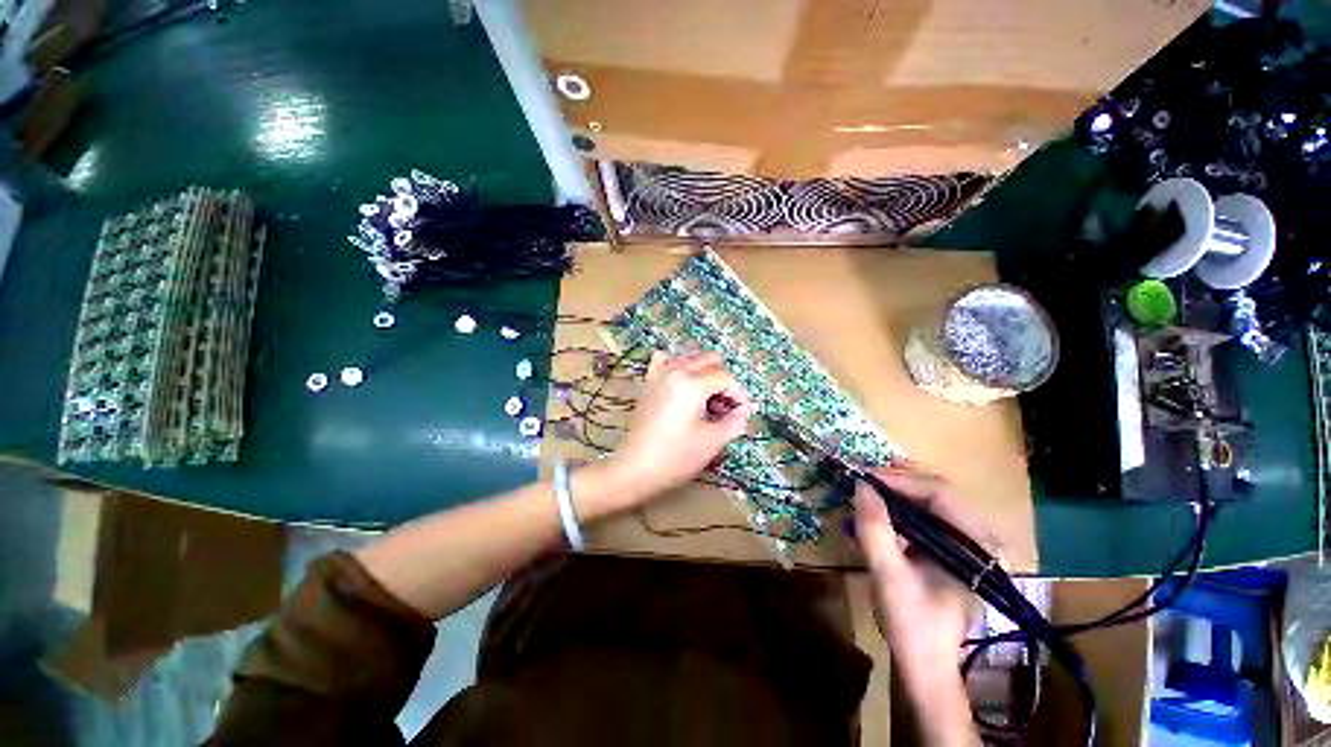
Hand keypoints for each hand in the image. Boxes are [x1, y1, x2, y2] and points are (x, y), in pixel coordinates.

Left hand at [604, 351, 752, 502]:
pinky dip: (679, 366)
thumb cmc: (675, 457)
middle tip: (726, 407)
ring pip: (690, 357)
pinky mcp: (648, 382)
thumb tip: (745, 411)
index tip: (743, 413)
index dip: (739, 395)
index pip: (726, 378)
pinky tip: (683, 385)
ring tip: (706, 398)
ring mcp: (659, 374)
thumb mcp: (712, 441)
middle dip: (723, 380)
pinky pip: (666, 360)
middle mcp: (675, 370)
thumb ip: (734, 422)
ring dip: (704, 372)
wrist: (634, 469)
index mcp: (692, 383)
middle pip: (710, 360)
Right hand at [855, 467, 988, 745]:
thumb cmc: (911, 624)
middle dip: (897, 483)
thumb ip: (875, 528)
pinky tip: (876, 513)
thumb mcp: (888, 574)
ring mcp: (964, 546)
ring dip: (895, 494)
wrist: (923, 666)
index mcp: (976, 546)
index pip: (940, 493)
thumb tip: (862, 485)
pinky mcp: (947, 553)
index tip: (864, 478)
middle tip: (863, 479)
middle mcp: (977, 539)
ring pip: (929, 504)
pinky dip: (897, 511)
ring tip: (866, 491)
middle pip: (936, 493)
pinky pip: (923, 519)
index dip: (900, 480)